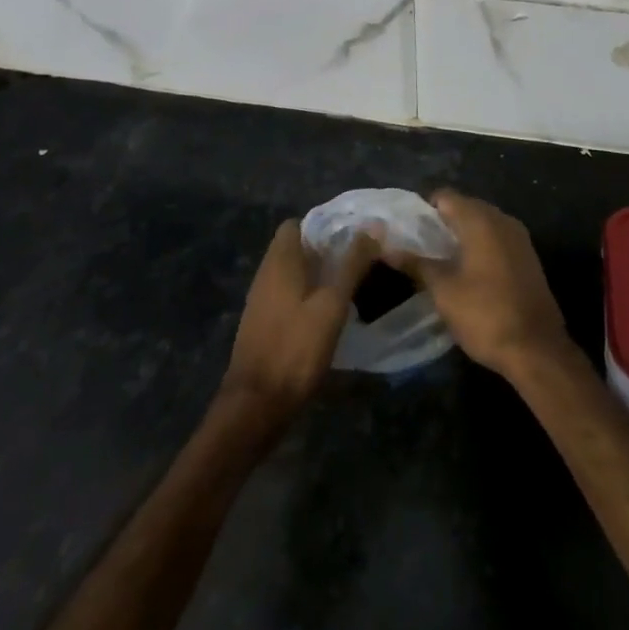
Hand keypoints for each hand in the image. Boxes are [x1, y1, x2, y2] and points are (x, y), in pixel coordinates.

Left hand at [220, 220, 376, 429]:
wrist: (256, 405)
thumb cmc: (295, 348)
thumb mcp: (332, 304)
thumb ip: (352, 265)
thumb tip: (373, 227)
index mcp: (280, 260)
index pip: (297, 223)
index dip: (323, 225)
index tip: (352, 235)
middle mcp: (266, 273)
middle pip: (296, 248)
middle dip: (325, 251)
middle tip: (358, 261)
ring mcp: (261, 300)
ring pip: (293, 273)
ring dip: (318, 275)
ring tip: (350, 285)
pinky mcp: (263, 324)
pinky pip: (287, 295)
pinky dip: (307, 296)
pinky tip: (328, 314)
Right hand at [401, 189, 570, 381]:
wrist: (537, 349)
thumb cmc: (485, 314)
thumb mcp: (443, 290)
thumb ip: (416, 264)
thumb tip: (386, 248)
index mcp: (481, 219)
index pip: (445, 196)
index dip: (423, 210)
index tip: (407, 231)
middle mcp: (502, 219)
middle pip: (465, 207)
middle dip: (441, 223)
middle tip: (419, 247)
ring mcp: (519, 238)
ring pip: (482, 224)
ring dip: (461, 236)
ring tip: (439, 261)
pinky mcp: (527, 257)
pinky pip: (497, 239)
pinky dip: (479, 247)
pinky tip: (466, 272)